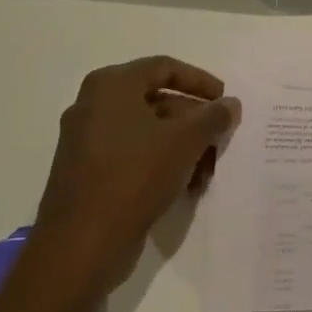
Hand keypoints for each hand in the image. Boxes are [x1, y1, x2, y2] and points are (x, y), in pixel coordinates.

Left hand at [31, 56, 240, 294]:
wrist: (81, 244)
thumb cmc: (134, 177)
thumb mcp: (185, 142)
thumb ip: (213, 117)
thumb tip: (230, 104)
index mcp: (111, 86)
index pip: (164, 67)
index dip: (200, 81)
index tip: (226, 100)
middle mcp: (94, 106)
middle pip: (157, 100)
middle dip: (195, 120)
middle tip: (221, 139)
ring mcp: (87, 140)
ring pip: (148, 131)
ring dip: (183, 145)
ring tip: (207, 171)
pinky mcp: (88, 172)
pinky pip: (133, 154)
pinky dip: (162, 162)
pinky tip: (185, 186)